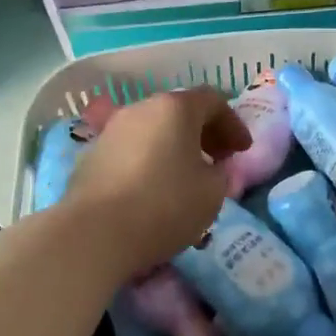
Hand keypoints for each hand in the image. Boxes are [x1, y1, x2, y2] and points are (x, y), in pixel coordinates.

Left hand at [60, 87, 250, 277]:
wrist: (93, 233)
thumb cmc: (163, 206)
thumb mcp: (211, 194)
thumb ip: (221, 173)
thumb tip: (213, 168)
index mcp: (175, 108)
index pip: (213, 101)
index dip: (233, 124)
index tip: (243, 151)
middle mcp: (142, 108)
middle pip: (180, 110)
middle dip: (205, 132)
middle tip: (219, 158)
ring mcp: (113, 128)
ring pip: (154, 127)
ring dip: (175, 144)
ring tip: (187, 174)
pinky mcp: (92, 153)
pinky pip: (132, 147)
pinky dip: (150, 158)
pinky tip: (154, 185)